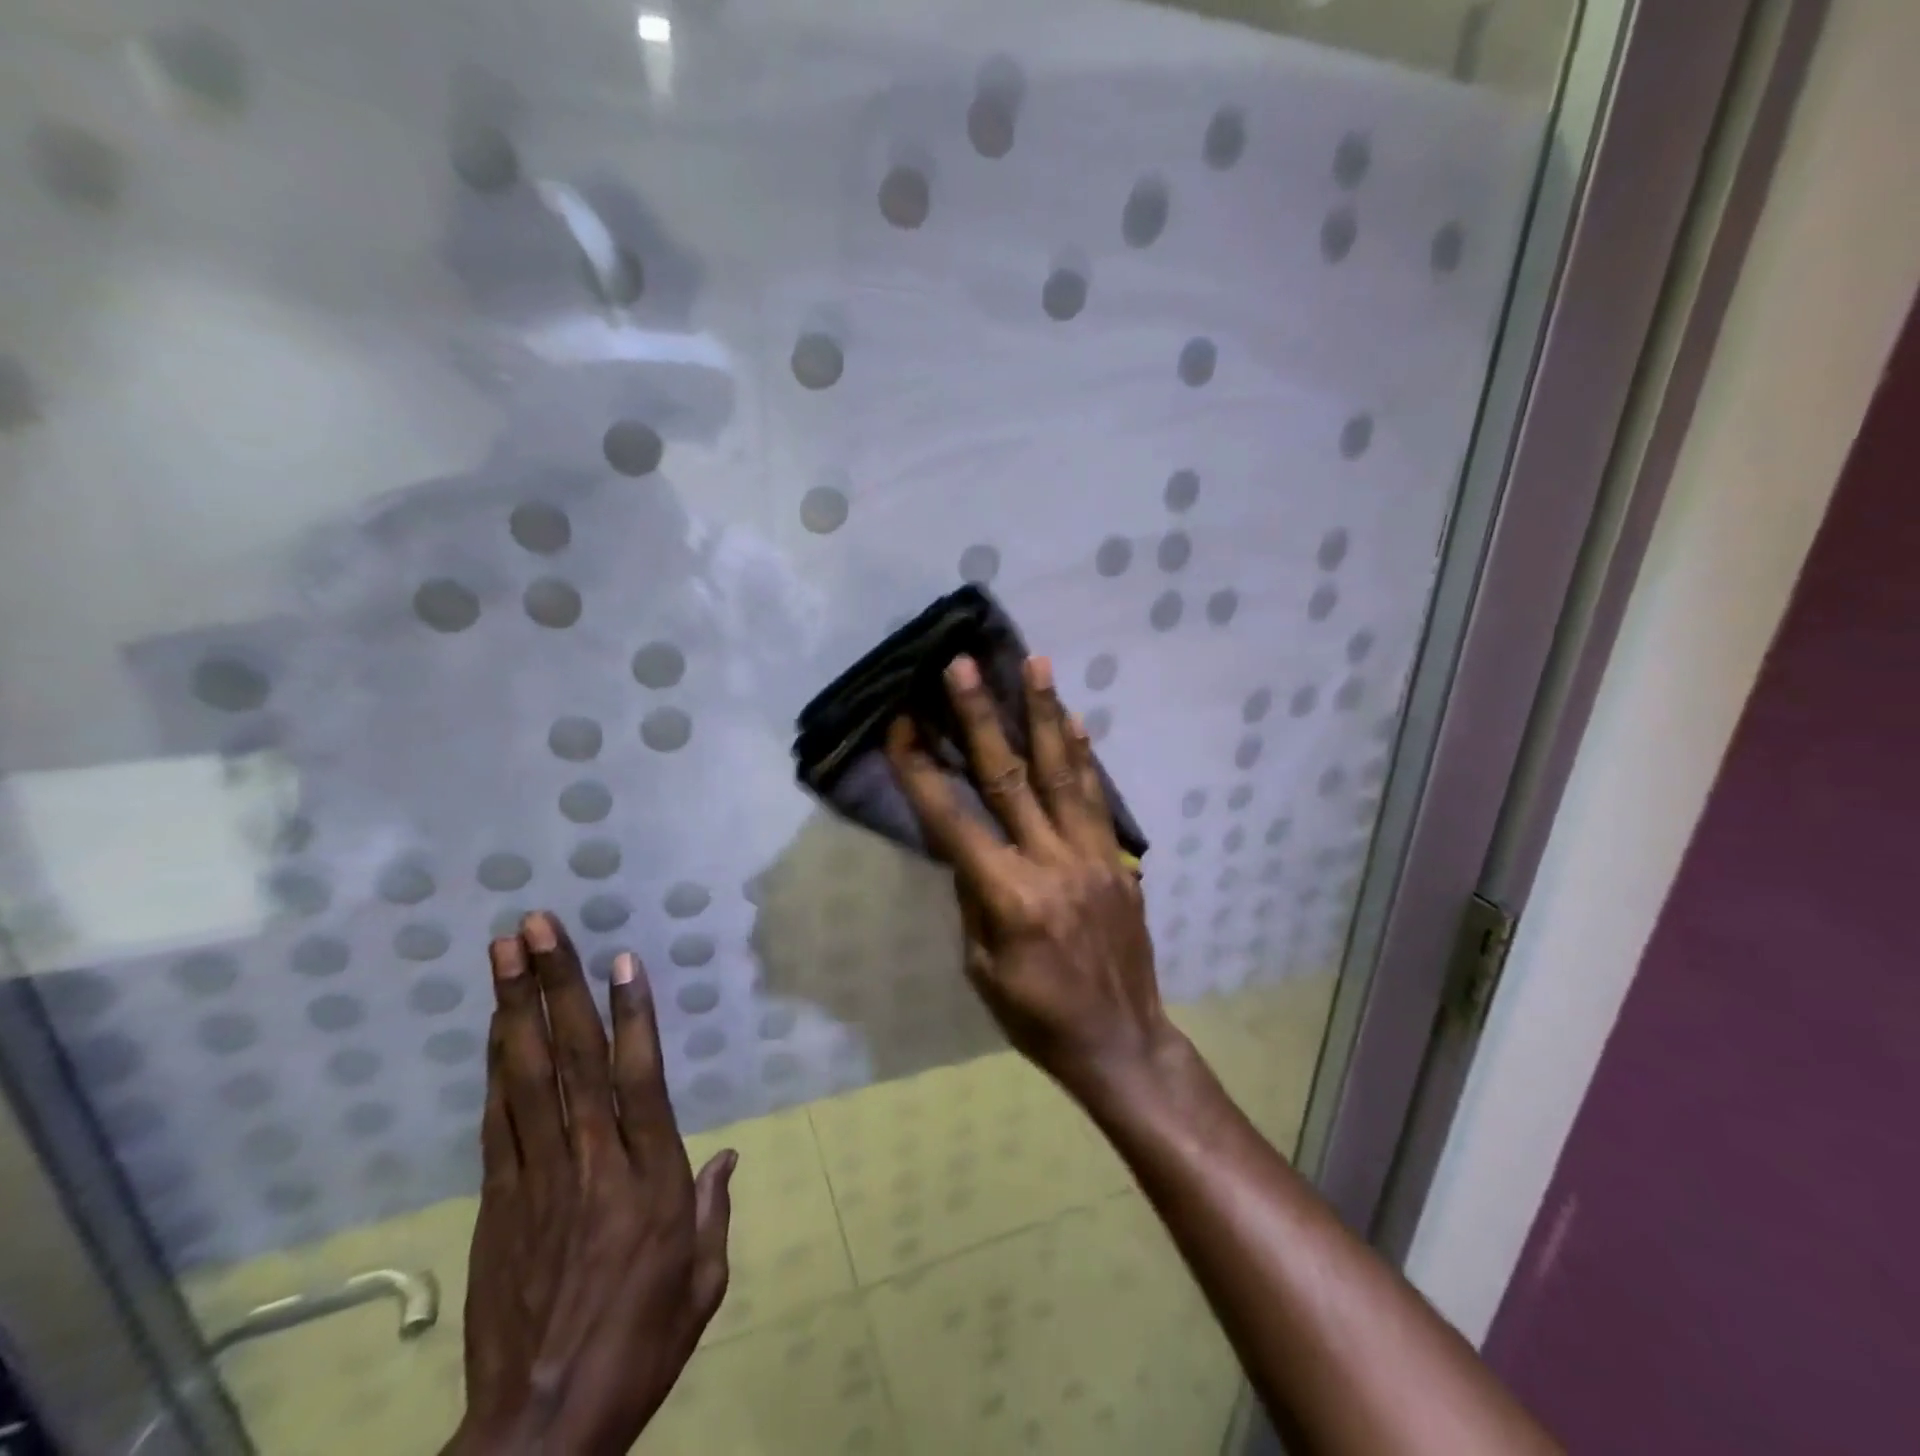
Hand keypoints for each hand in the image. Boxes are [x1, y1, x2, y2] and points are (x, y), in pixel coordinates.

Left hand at [446, 913, 735, 1455]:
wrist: (540, 1427)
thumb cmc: (640, 1347)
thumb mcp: (703, 1283)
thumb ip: (714, 1212)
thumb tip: (728, 1159)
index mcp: (650, 1180)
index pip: (639, 1079)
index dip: (631, 1014)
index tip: (620, 958)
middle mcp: (592, 1163)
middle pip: (573, 1059)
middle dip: (555, 985)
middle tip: (536, 927)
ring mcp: (537, 1178)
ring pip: (525, 1077)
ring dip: (515, 1008)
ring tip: (504, 952)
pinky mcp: (498, 1201)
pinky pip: (498, 1120)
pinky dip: (495, 1067)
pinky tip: (494, 1027)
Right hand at [884, 654, 1180, 1097]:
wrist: (1122, 1041)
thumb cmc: (1038, 1017)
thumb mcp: (982, 969)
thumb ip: (972, 899)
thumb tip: (966, 846)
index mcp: (1008, 898)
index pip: (953, 821)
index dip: (923, 772)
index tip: (901, 725)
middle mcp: (1051, 864)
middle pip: (1010, 778)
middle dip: (982, 717)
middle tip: (964, 665)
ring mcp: (1091, 857)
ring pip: (1064, 773)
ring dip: (1046, 713)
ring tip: (1035, 662)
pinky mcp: (1117, 860)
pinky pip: (1098, 799)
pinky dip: (1085, 755)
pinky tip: (1075, 718)